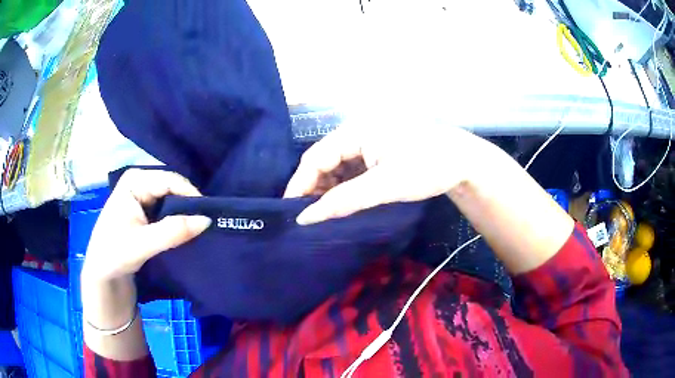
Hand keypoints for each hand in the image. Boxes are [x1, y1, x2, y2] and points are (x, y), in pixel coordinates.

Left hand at [82, 169, 211, 282]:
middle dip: (189, 205)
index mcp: (134, 180)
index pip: (170, 180)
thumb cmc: (115, 254)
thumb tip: (207, 220)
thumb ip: (173, 232)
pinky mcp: (145, 212)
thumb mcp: (143, 244)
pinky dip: (178, 221)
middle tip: (206, 224)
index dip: (191, 196)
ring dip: (184, 214)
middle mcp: (139, 183)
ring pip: (172, 200)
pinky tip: (186, 231)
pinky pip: (168, 210)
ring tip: (200, 228)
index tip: (209, 216)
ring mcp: (142, 196)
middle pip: (172, 188)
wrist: (102, 274)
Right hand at [284, 121, 485, 224]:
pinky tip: (345, 201)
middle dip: (315, 188)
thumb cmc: (429, 167)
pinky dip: (346, 185)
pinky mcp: (378, 149)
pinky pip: (353, 167)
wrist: (464, 162)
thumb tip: (306, 218)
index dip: (300, 184)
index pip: (316, 156)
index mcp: (356, 129)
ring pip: (338, 165)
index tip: (291, 212)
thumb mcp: (386, 185)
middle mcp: (358, 130)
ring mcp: (368, 139)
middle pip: (325, 160)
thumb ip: (344, 201)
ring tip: (326, 212)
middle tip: (309, 216)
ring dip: (330, 188)